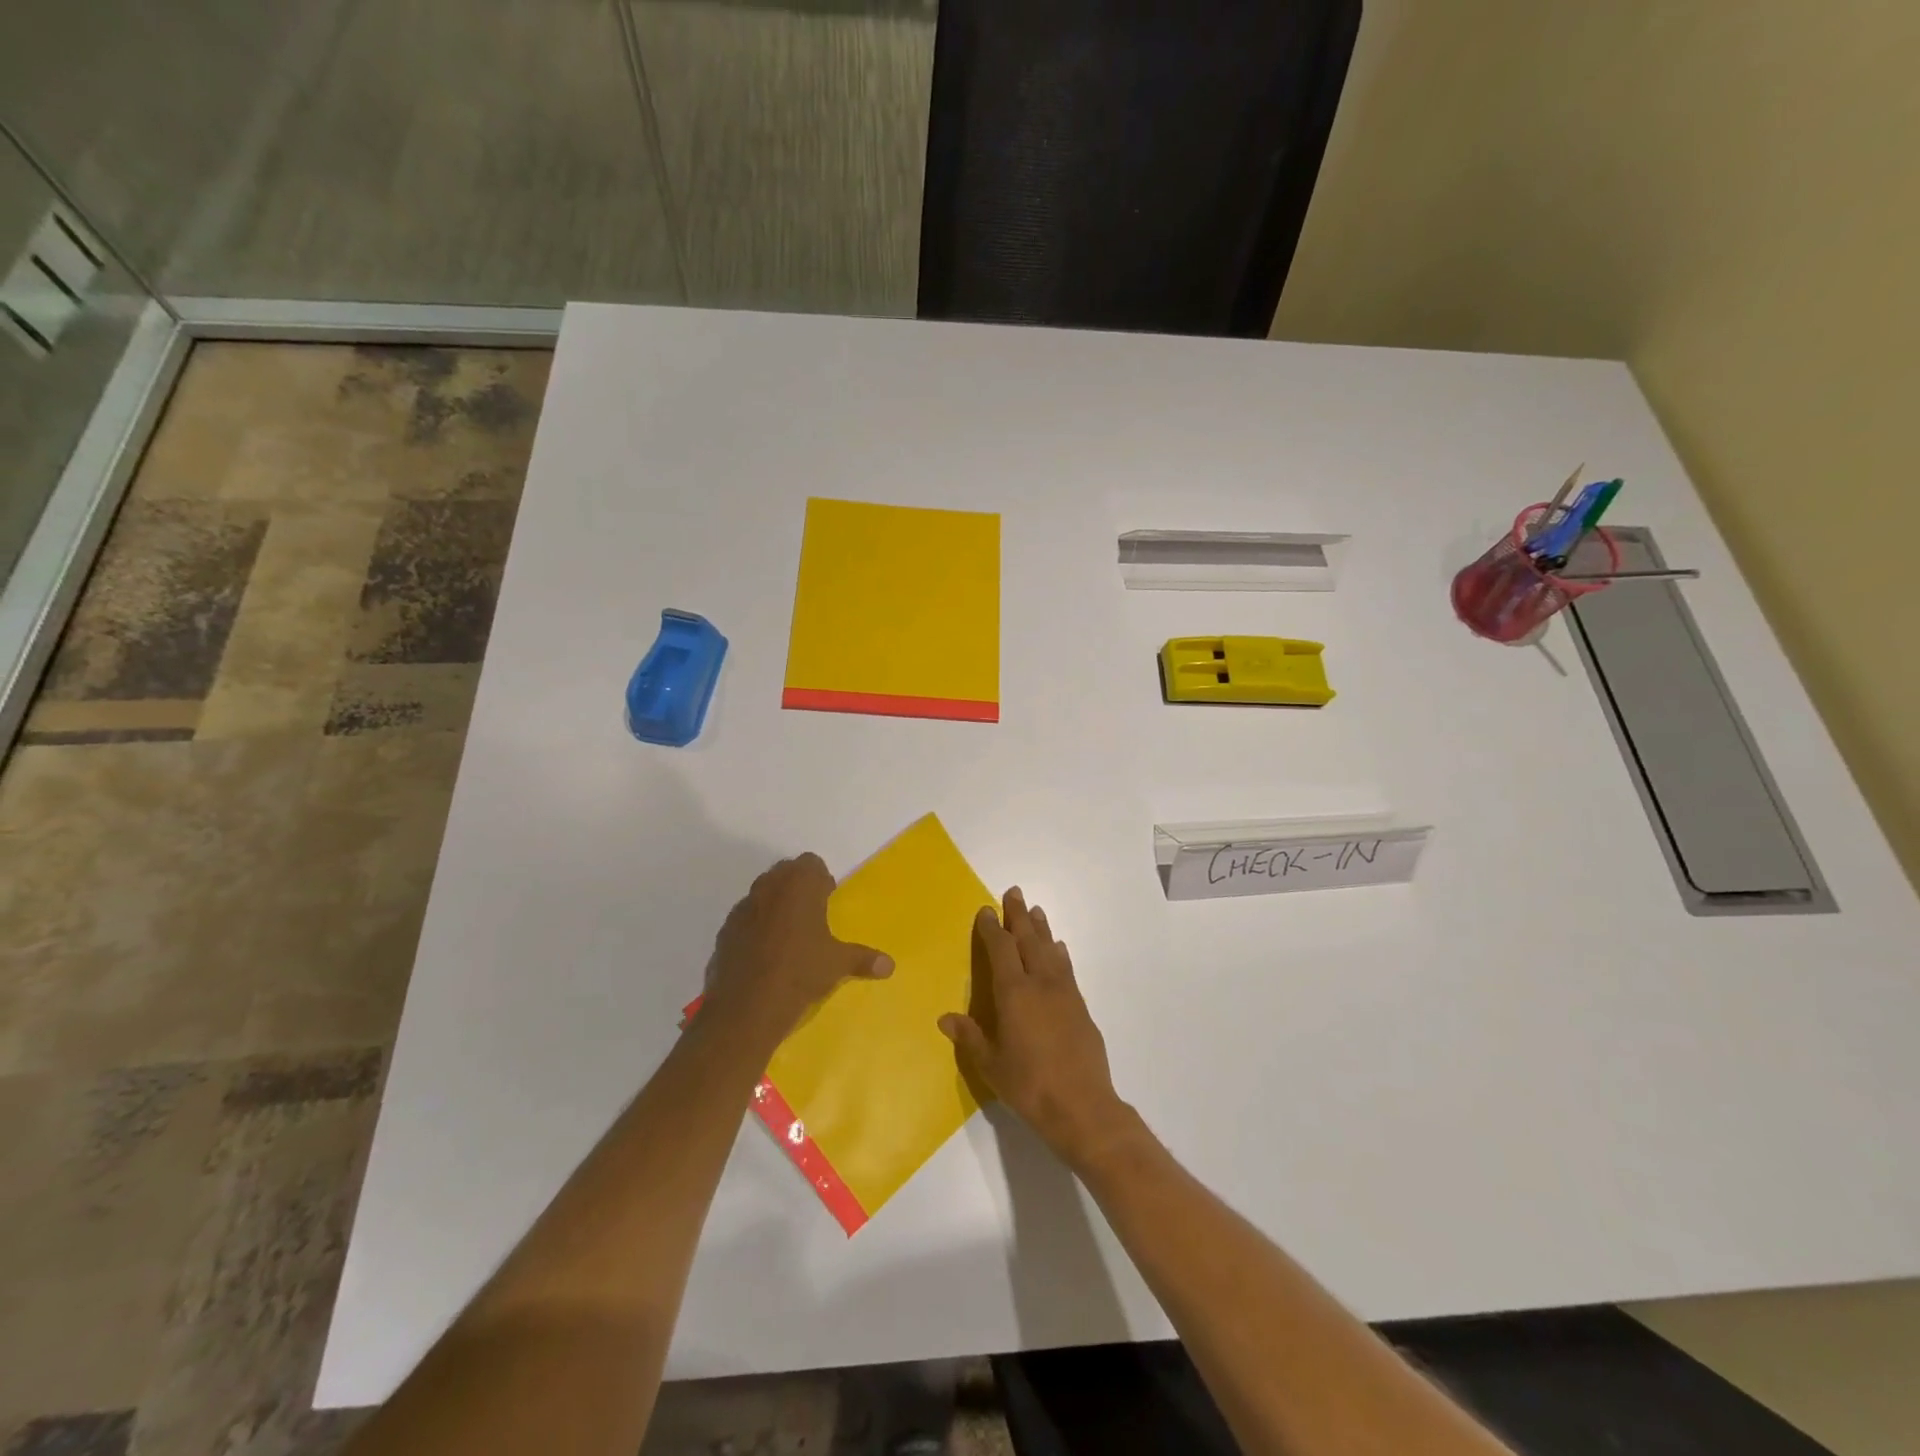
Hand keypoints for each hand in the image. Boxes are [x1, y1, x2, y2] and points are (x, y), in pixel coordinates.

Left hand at [703, 854, 891, 1046]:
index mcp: (800, 885)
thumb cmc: (800, 973)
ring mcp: (743, 907)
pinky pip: (745, 918)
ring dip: (774, 905)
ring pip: (762, 893)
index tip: (827, 901)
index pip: (811, 863)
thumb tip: (890, 966)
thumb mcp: (837, 964)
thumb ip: (863, 959)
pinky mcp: (725, 930)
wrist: (747, 1007)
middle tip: (811, 917)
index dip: (820, 880)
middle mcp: (769, 887)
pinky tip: (763, 954)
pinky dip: (755, 927)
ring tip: (787, 936)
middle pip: (785, 872)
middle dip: (797, 888)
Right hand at [940, 888, 1132, 1168]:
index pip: (1001, 950)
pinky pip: (1066, 968)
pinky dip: (1059, 953)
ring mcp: (1064, 993)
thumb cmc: (1029, 1086)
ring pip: (1050, 950)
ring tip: (1036, 911)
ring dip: (1041, 928)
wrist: (1082, 1106)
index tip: (986, 910)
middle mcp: (1040, 984)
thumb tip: (945, 1018)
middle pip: (1029, 940)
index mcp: (1014, 994)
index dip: (993, 929)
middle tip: (1014, 892)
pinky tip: (1058, 949)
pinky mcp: (1081, 1007)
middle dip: (1019, 915)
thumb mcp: (991, 1065)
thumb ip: (970, 1037)